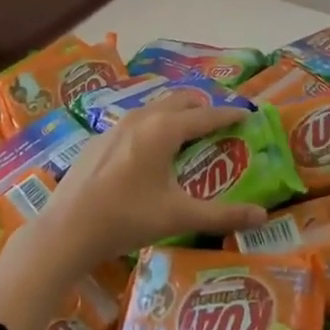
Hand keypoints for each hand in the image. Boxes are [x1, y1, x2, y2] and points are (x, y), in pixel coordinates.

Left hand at [34, 94, 268, 271]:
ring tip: (188, 135)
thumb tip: (262, 216)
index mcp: (164, 129)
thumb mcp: (178, 216)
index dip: (229, 114)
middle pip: (180, 101)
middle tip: (219, 124)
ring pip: (155, 108)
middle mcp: (142, 118)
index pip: (206, 114)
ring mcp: (116, 126)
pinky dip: (153, 127)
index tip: (247, 114)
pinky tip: (150, 154)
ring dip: (176, 115)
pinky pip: (135, 122)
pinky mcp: (99, 139)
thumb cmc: (127, 218)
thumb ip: (222, 216)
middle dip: (202, 108)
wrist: (66, 229)